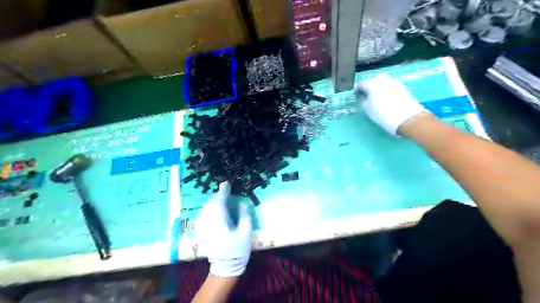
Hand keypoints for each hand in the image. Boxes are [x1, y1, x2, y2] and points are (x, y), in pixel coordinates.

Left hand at [195, 181, 252, 277]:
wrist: (225, 268)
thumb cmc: (237, 250)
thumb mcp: (246, 232)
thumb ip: (244, 215)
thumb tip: (241, 203)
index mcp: (220, 222)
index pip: (219, 202)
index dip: (223, 192)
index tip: (226, 184)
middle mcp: (209, 222)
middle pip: (211, 204)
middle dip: (218, 195)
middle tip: (226, 190)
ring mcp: (203, 227)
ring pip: (206, 208)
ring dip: (213, 201)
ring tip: (221, 197)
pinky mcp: (202, 232)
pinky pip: (204, 214)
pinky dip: (209, 208)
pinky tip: (214, 208)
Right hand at [358, 74, 430, 135]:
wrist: (406, 118)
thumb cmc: (382, 114)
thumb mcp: (368, 109)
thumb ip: (364, 100)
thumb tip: (364, 96)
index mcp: (372, 84)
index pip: (361, 84)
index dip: (358, 89)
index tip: (356, 95)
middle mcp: (383, 80)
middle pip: (374, 80)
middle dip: (370, 86)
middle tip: (367, 95)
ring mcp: (394, 83)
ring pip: (383, 82)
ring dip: (379, 87)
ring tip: (377, 97)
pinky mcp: (402, 87)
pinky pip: (391, 86)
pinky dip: (386, 90)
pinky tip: (386, 99)